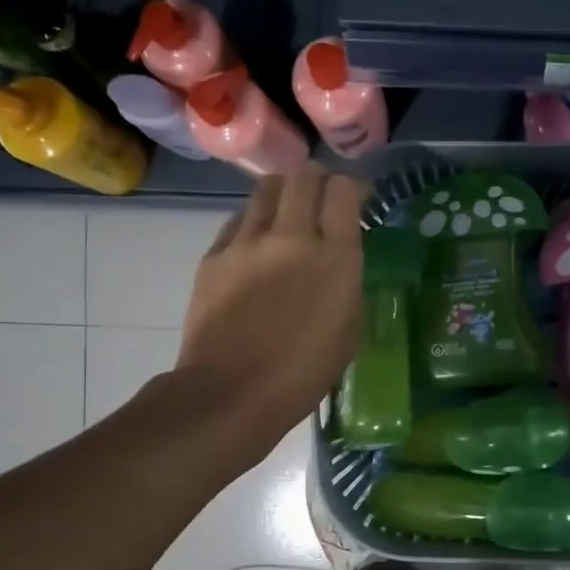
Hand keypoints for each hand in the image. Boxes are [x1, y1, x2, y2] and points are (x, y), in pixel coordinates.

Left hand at [177, 166, 365, 462]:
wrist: (231, 392)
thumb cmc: (302, 374)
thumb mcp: (348, 331)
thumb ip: (346, 284)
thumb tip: (337, 261)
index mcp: (336, 259)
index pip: (344, 191)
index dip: (351, 189)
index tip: (355, 202)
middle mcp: (293, 237)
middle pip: (304, 177)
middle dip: (317, 181)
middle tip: (321, 200)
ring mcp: (248, 242)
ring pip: (267, 189)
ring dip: (283, 194)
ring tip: (286, 216)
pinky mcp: (215, 255)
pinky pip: (239, 220)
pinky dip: (253, 222)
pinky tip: (256, 247)